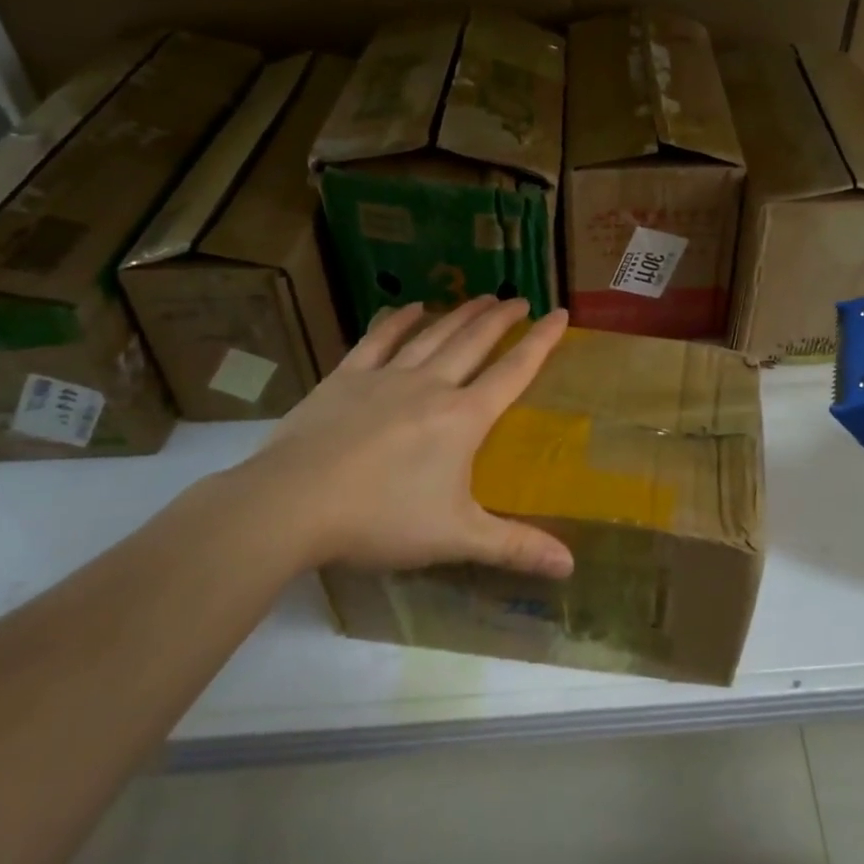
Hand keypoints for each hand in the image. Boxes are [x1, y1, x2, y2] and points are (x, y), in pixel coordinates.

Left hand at [218, 296, 574, 578]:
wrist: (292, 504)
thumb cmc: (382, 519)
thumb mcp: (456, 538)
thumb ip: (516, 547)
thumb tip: (571, 567)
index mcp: (463, 418)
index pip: (513, 372)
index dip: (540, 342)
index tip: (560, 313)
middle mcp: (431, 386)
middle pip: (474, 342)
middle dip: (502, 319)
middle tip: (520, 298)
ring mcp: (385, 378)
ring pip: (433, 335)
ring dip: (460, 313)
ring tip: (482, 296)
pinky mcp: (345, 379)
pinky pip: (378, 340)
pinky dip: (397, 321)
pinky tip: (410, 307)